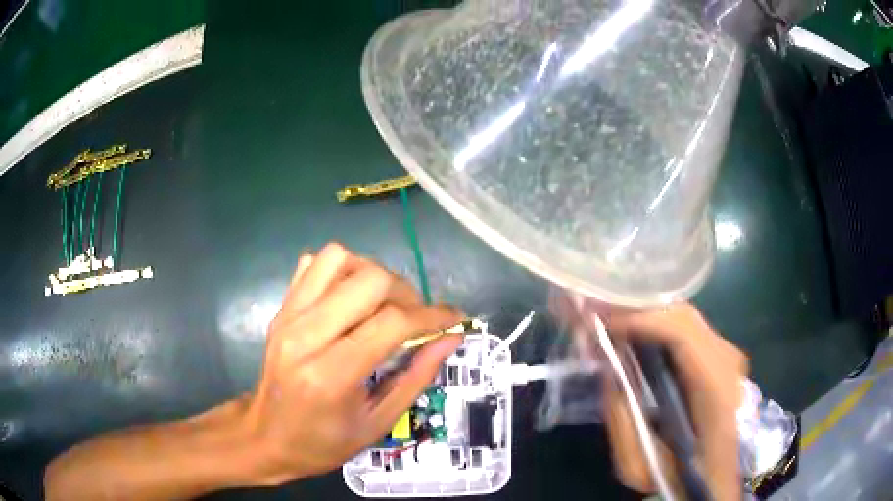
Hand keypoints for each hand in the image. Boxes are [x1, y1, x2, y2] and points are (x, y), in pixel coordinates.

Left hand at [242, 243, 462, 484]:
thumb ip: (417, 378)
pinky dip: (341, 271)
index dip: (433, 316)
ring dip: (372, 275)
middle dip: (406, 293)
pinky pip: (313, 264)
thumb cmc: (322, 442)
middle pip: (370, 280)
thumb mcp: (377, 423)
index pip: (392, 323)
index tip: (455, 319)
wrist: (265, 437)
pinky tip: (349, 299)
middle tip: (416, 318)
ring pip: (340, 258)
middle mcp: (306, 335)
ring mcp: (288, 316)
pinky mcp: (281, 309)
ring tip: (382, 304)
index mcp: (331, 375)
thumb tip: (451, 339)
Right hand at [602, 304, 746, 499]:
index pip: (682, 333)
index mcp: (715, 391)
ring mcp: (729, 357)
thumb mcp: (639, 466)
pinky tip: (633, 335)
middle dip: (635, 309)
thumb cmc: (681, 479)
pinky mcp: (721, 359)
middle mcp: (728, 363)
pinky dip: (657, 328)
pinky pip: (687, 332)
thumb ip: (621, 420)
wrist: (716, 482)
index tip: (597, 321)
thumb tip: (608, 369)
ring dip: (644, 317)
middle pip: (682, 316)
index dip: (639, 319)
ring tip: (607, 322)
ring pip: (684, 319)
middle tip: (594, 312)